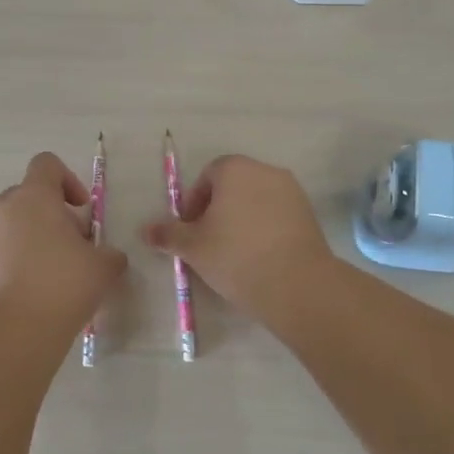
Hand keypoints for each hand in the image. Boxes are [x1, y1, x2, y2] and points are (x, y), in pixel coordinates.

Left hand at [0, 152, 126, 328]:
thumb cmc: (62, 284)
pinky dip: (19, 263)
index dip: (69, 180)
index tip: (83, 210)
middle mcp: (2, 209)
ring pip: (14, 226)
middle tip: (76, 246)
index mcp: (33, 196)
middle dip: (54, 216)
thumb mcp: (103, 266)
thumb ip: (109, 253)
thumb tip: (107, 256)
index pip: (47, 164)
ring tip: (58, 275)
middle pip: (29, 197)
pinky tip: (38, 293)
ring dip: (36, 240)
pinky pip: (1, 254)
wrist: (12, 333)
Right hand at [141, 155, 334, 318]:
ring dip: (241, 220)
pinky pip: (277, 216)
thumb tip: (144, 230)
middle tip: (207, 242)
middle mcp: (266, 171)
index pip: (207, 176)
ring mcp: (292, 191)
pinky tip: (258, 258)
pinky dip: (264, 229)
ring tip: (232, 253)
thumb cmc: (236, 256)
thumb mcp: (193, 247)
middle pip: (233, 186)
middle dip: (217, 210)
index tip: (190, 230)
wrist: (297, 284)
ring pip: (257, 201)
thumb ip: (167, 234)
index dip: (194, 202)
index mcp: (236, 169)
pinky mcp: (309, 214)